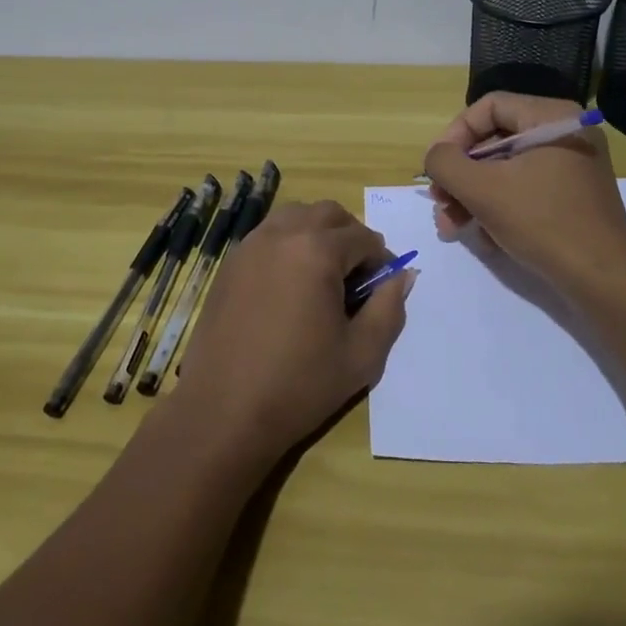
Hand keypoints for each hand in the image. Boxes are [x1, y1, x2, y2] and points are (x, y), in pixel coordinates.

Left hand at [174, 200, 410, 463]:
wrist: (223, 412)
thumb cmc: (299, 385)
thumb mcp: (362, 355)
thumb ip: (389, 309)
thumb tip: (402, 276)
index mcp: (317, 251)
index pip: (364, 238)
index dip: (381, 262)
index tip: (381, 292)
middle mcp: (282, 234)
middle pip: (329, 214)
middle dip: (351, 237)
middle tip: (357, 279)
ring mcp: (251, 245)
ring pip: (296, 216)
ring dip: (318, 233)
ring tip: (323, 277)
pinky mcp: (231, 263)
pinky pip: (268, 234)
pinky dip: (289, 243)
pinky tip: (290, 286)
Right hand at [422, 92, 625, 294]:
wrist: (603, 280)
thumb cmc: (542, 222)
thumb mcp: (482, 189)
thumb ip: (446, 163)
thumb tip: (436, 156)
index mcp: (551, 117)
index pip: (488, 107)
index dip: (454, 134)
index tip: (437, 169)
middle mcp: (565, 133)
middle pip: (495, 140)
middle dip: (461, 175)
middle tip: (440, 204)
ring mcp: (573, 166)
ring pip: (507, 169)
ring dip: (473, 196)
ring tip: (451, 228)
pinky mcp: (573, 197)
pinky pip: (526, 190)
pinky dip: (500, 208)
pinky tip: (485, 239)